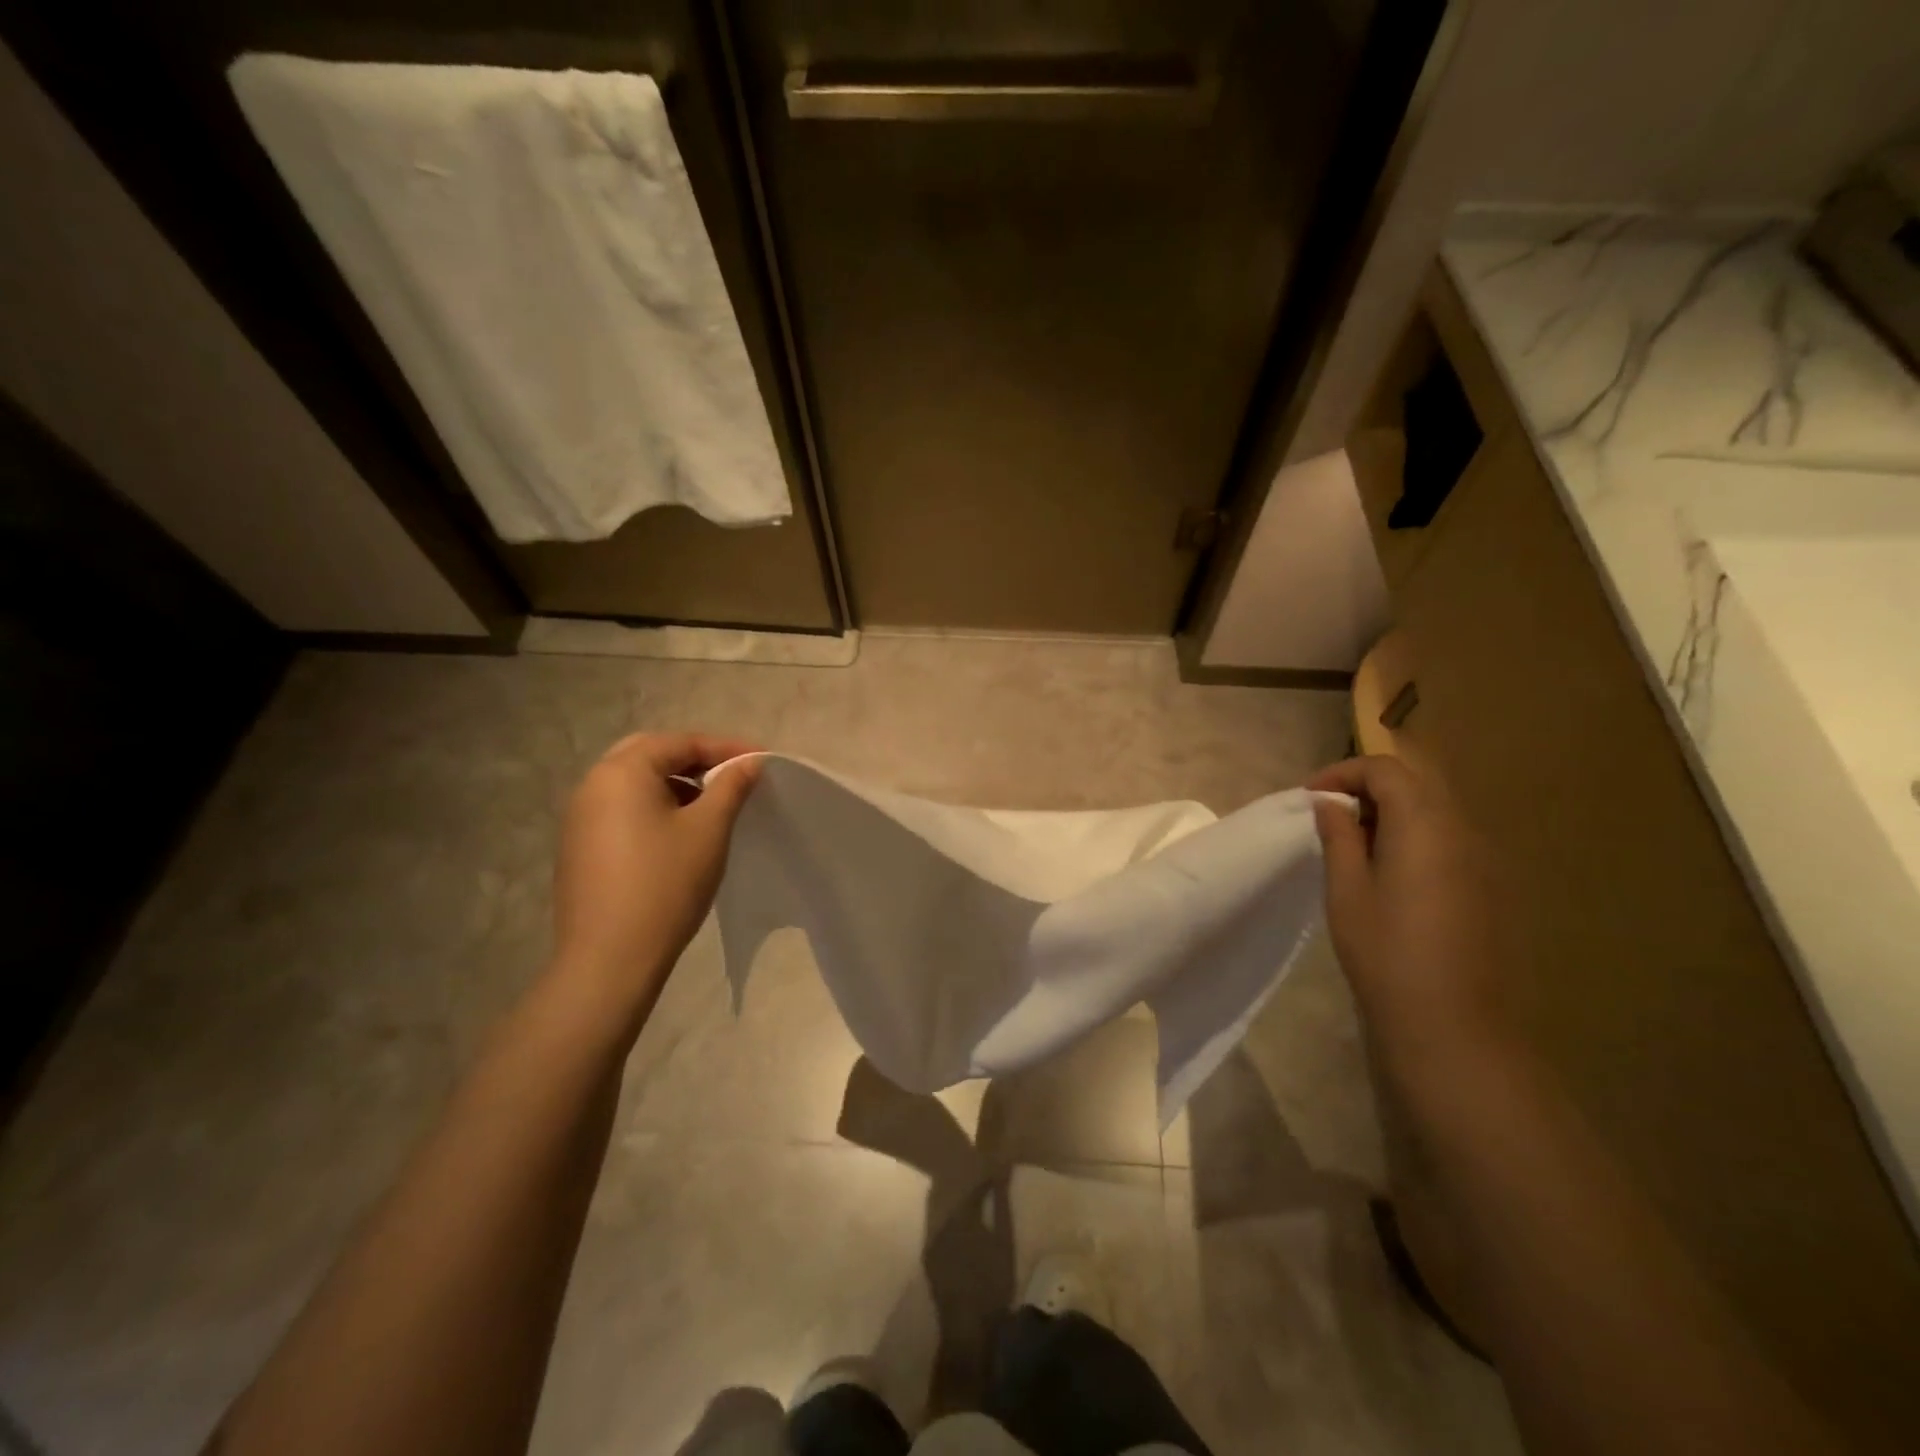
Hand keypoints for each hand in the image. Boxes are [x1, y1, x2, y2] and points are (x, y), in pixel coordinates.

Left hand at [550, 733, 760, 1001]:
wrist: (609, 959)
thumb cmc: (666, 884)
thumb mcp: (709, 829)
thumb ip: (731, 786)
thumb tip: (749, 762)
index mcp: (622, 772)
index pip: (680, 742)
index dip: (725, 747)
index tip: (761, 760)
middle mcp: (592, 785)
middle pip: (650, 754)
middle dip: (694, 759)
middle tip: (731, 774)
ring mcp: (579, 818)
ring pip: (633, 783)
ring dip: (674, 783)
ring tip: (710, 804)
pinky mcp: (579, 847)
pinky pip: (621, 809)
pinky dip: (653, 807)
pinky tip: (677, 833)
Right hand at [1308, 756, 1514, 1075]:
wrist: (1454, 1026)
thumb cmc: (1387, 954)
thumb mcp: (1347, 891)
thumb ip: (1339, 837)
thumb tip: (1330, 804)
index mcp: (1425, 825)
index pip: (1385, 769)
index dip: (1343, 772)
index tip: (1310, 799)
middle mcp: (1463, 831)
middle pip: (1415, 783)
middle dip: (1368, 788)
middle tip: (1330, 816)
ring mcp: (1483, 860)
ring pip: (1434, 810)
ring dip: (1391, 812)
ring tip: (1353, 844)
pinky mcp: (1490, 887)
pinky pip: (1448, 839)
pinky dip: (1413, 837)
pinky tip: (1389, 874)